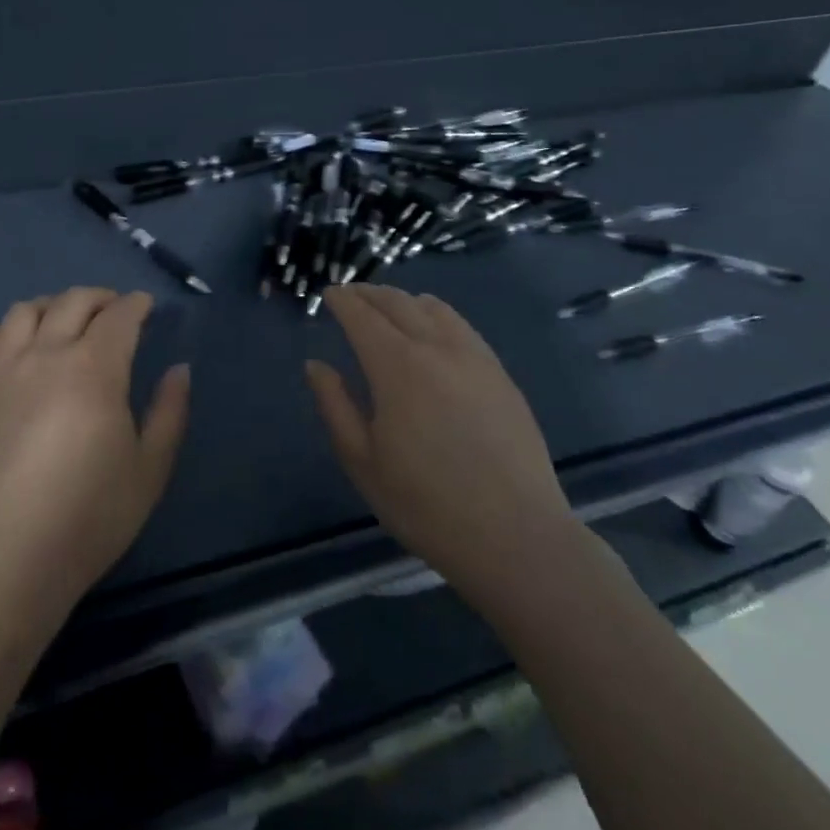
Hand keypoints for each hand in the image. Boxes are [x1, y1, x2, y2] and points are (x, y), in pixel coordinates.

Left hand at [0, 288, 189, 621]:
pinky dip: (10, 330)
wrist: (5, 557)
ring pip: (26, 311)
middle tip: (115, 312)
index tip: (147, 307)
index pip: (119, 316)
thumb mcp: (149, 469)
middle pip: (73, 302)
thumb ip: (169, 412)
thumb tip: (179, 369)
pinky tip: (20, 348)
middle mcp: (46, 354)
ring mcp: (3, 370)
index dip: (136, 304)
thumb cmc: (88, 516)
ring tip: (66, 322)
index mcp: (94, 368)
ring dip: (53, 305)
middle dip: (100, 298)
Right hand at [306, 284, 579, 614]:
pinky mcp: (500, 374)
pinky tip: (435, 325)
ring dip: (404, 299)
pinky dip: (438, 313)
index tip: (329, 293)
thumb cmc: (425, 504)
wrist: (514, 535)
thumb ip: (335, 405)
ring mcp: (474, 357)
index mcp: (396, 366)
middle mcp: (435, 348)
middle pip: (398, 303)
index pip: (362, 317)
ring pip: (434, 308)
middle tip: (352, 294)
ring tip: (390, 304)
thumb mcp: (363, 461)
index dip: (343, 301)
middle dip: (370, 293)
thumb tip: (316, 365)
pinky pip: (462, 326)